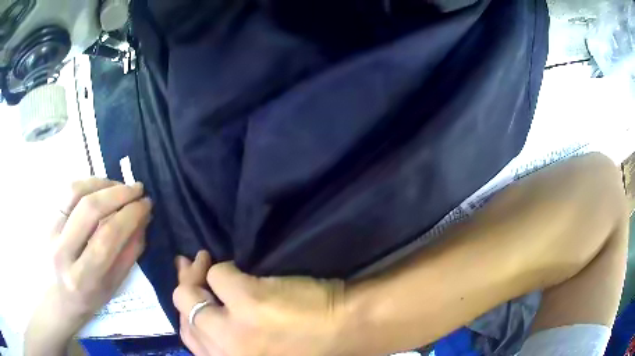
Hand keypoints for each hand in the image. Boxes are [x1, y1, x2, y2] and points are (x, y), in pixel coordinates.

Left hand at [25, 178, 151, 355]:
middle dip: (119, 193)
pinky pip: (67, 191)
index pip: (108, 237)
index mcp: (83, 277)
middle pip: (90, 209)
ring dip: (103, 183)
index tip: (146, 204)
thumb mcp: (113, 286)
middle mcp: (63, 251)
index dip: (130, 215)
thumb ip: (129, 254)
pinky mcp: (47, 217)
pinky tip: (101, 186)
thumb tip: (143, 221)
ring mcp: (51, 231)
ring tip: (120, 186)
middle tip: (137, 188)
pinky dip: (87, 183)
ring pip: (76, 192)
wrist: (57, 297)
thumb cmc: (88, 298)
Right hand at [173, 252, 349, 355]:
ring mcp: (233, 329)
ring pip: (189, 294)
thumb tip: (204, 304)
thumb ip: (228, 337)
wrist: (349, 330)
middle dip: (186, 288)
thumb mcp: (257, 350)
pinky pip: (219, 274)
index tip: (194, 294)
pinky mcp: (248, 300)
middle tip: (194, 269)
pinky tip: (237, 269)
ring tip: (204, 262)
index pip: (189, 338)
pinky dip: (224, 269)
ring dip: (196, 275)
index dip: (187, 314)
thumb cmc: (308, 345)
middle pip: (185, 314)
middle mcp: (224, 353)